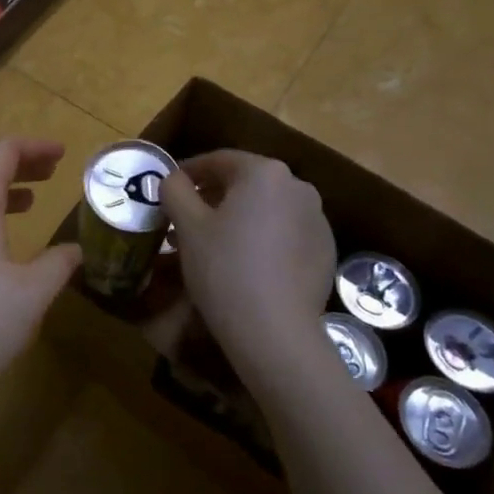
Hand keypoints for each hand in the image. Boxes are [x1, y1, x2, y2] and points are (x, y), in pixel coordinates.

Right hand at [161, 151, 336, 390]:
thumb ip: (175, 189)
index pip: (218, 160)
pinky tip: (242, 264)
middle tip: (184, 220)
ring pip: (265, 209)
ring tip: (210, 245)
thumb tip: (173, 179)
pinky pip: (284, 233)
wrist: (275, 333)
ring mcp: (317, 220)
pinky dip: (261, 239)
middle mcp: (298, 187)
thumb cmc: (224, 267)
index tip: (167, 190)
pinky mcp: (325, 251)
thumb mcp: (186, 224)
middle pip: (244, 183)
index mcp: (264, 172)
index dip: (188, 172)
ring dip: (236, 218)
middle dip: (212, 197)